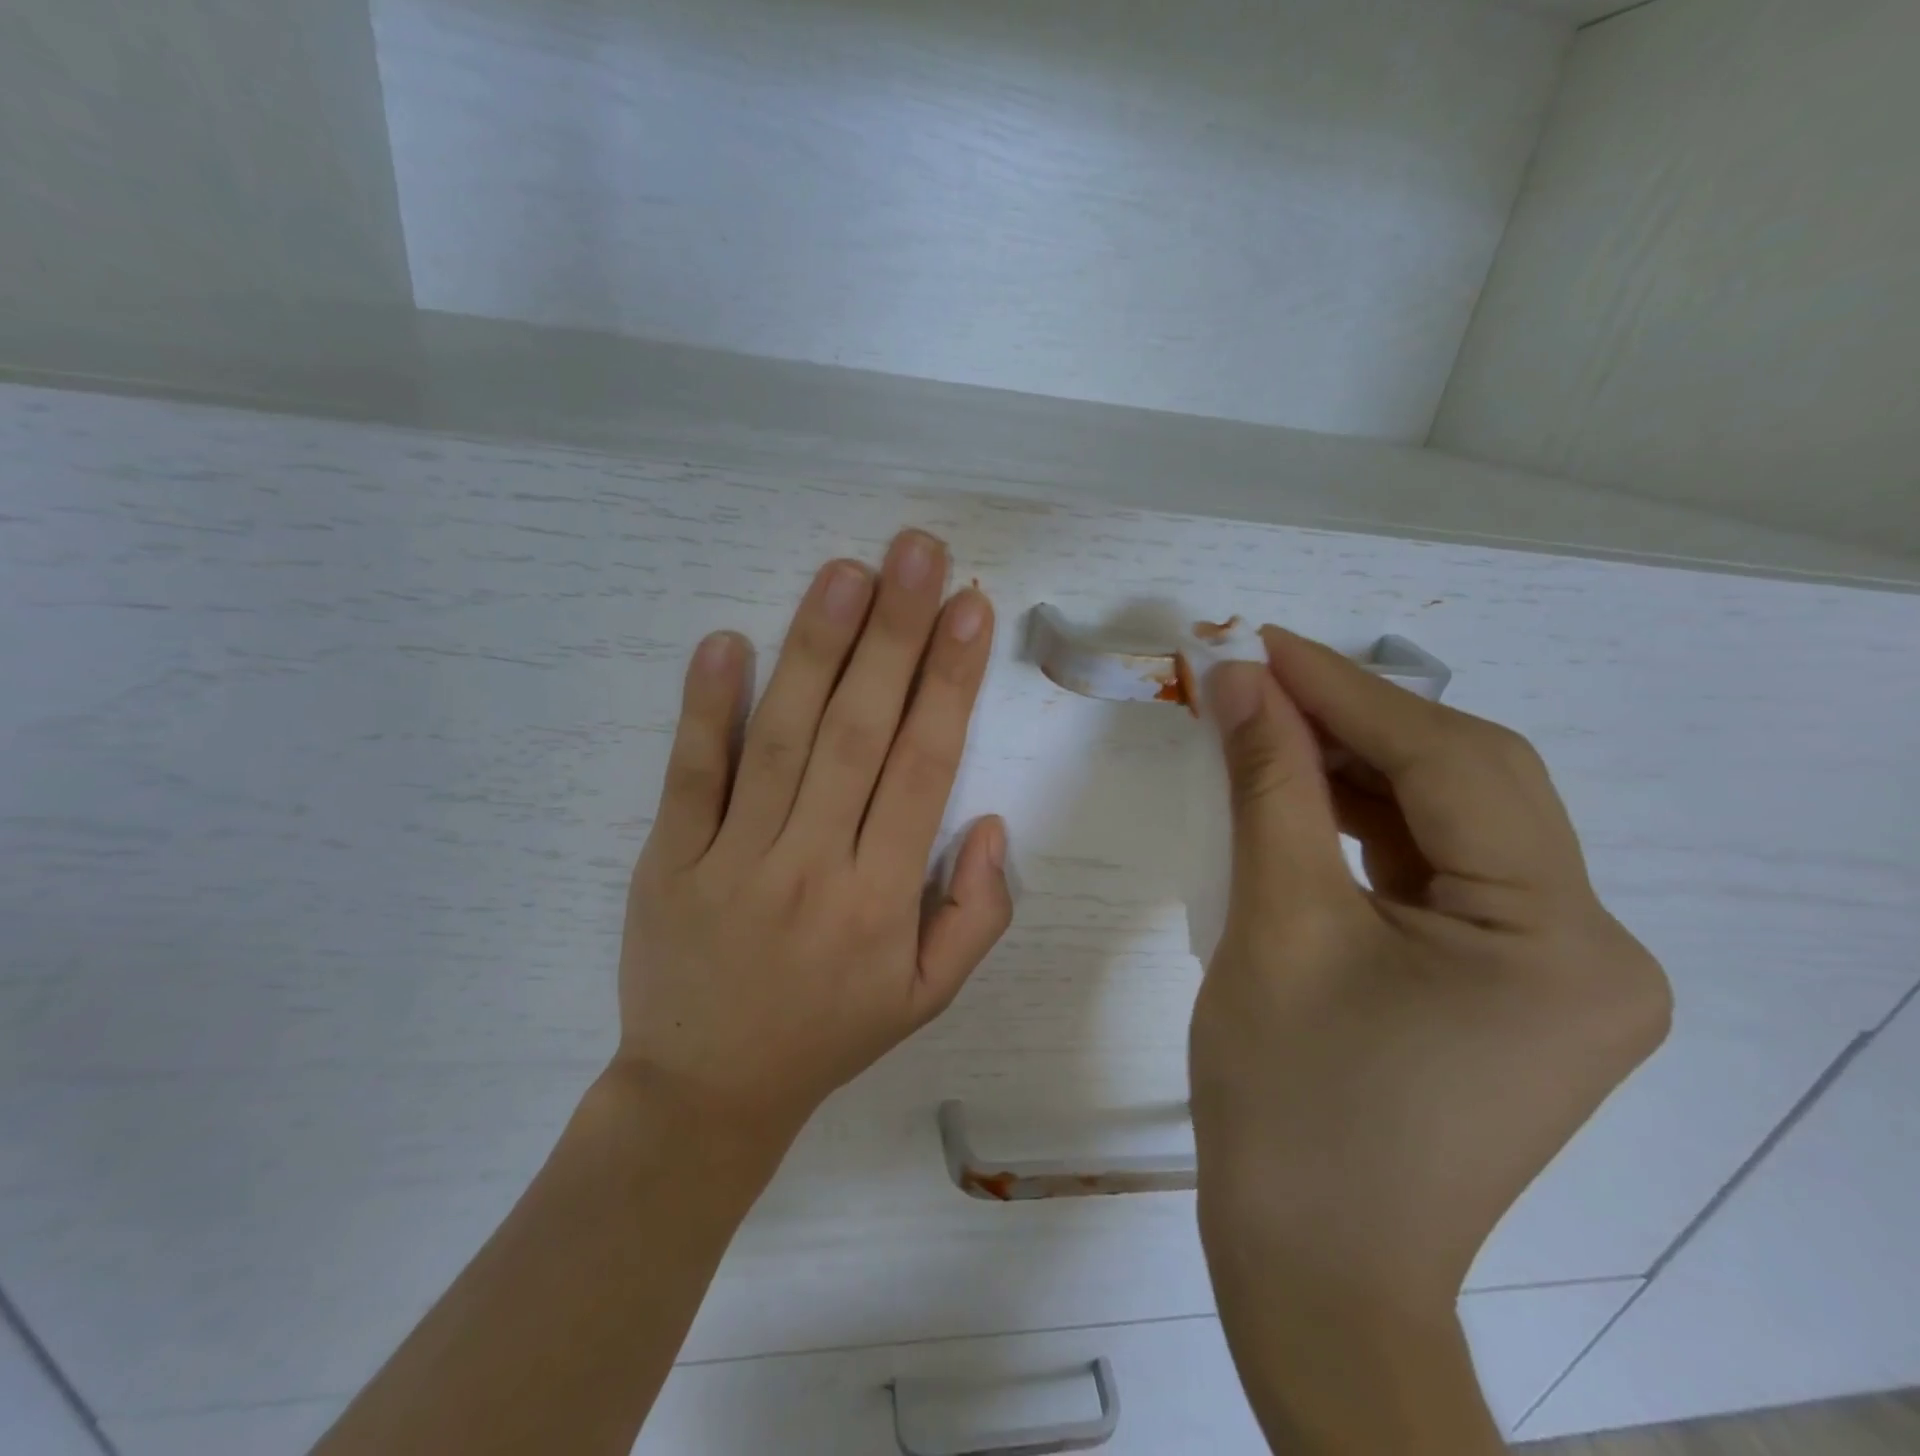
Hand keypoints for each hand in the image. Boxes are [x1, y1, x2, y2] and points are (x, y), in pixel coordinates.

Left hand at [613, 531, 1012, 1157]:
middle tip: (915, 551)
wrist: (706, 1094)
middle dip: (893, 633)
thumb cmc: (830, 1034)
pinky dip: (705, 708)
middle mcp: (813, 866)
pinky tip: (725, 642)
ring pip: (782, 738)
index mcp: (884, 899)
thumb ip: (979, 914)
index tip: (970, 608)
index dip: (950, 681)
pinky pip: (691, 776)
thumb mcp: (930, 999)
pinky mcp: (669, 860)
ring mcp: (733, 859)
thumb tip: (992, 822)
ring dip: (815, 648)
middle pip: (860, 732)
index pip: (925, 767)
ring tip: (845, 571)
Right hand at [1191, 627, 1671, 1314]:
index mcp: (1560, 941)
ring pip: (1454, 826)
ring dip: (1360, 769)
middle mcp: (1594, 949)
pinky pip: (1440, 875)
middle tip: (1262, 680)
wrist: (1313, 1269)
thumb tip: (1240, 683)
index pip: (1452, 767)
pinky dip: (1370, 827)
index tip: (1262, 643)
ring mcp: (1559, 974)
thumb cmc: (1290, 1105)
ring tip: (1273, 728)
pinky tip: (1307, 799)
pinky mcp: (1510, 989)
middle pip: (1471, 787)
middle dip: (1359, 722)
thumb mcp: (1275, 924)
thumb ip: (1268, 787)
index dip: (1347, 691)